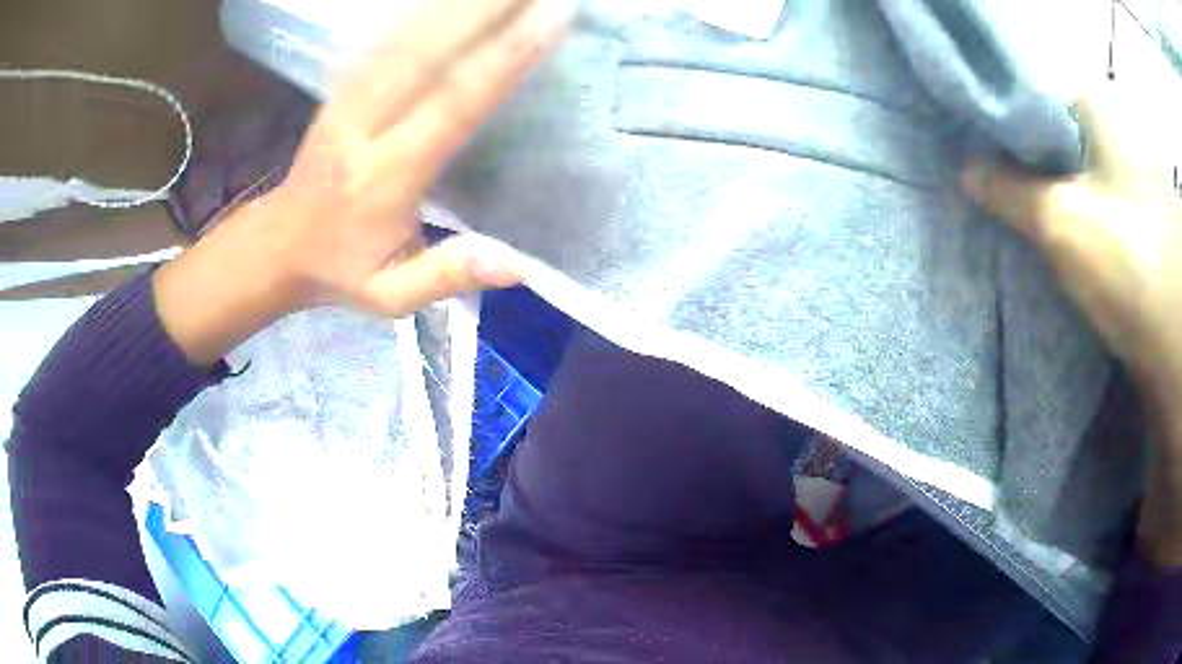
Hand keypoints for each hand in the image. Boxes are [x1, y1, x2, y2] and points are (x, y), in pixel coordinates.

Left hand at [267, 0, 572, 315]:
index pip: (454, 104)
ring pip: (407, 36)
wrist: (276, 245)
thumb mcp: (390, 296)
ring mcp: (348, 100)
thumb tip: (518, 265)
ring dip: (457, 2)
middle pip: (429, 51)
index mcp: (385, 177)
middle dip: (487, 7)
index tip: (551, 17)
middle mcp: (365, 126)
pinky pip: (387, 39)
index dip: (504, 57)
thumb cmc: (339, 270)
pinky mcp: (342, 89)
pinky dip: (422, 11)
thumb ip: (447, 275)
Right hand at [962, 91, 1181, 394]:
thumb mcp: (1061, 222)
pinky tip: (1066, 251)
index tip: (981, 172)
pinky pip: (1099, 207)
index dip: (1003, 136)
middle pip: (1056, 143)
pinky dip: (1080, 224)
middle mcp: (1115, 128)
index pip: (1032, 105)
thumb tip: (967, 169)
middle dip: (1030, 175)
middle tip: (1003, 209)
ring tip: (1032, 234)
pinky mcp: (1141, 218)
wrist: (1179, 342)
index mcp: (1095, 104)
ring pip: (1078, 179)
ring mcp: (1133, 174)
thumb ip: (1008, 189)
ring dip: (1055, 204)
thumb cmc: (1130, 263)